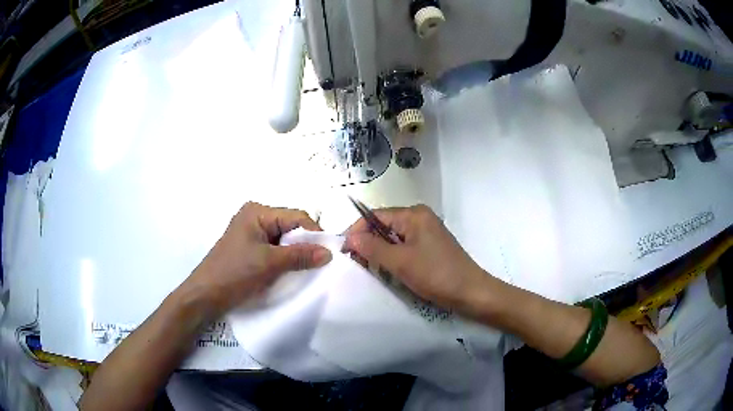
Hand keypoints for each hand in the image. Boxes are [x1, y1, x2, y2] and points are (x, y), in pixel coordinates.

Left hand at [182, 202, 331, 318]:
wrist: (205, 296)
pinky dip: (285, 259)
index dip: (314, 233)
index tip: (329, 255)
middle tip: (320, 264)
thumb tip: (329, 253)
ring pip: (284, 239)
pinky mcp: (250, 249)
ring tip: (307, 270)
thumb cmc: (234, 274)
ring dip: (296, 254)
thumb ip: (300, 255)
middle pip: (291, 226)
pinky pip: (275, 249)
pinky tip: (291, 272)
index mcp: (258, 212)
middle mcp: (255, 217)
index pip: (296, 216)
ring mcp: (251, 233)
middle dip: (305, 244)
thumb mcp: (270, 264)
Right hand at [344, 205, 490, 313]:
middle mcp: (420, 217)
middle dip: (368, 243)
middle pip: (384, 225)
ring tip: (372, 269)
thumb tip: (349, 237)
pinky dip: (393, 257)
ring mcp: (426, 232)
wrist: (470, 292)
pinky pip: (404, 246)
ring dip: (380, 252)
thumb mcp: (400, 262)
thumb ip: (372, 248)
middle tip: (356, 263)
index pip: (375, 216)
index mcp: (414, 214)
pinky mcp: (430, 246)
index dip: (357, 231)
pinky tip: (389, 270)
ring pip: (393, 238)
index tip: (344, 251)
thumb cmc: (435, 274)